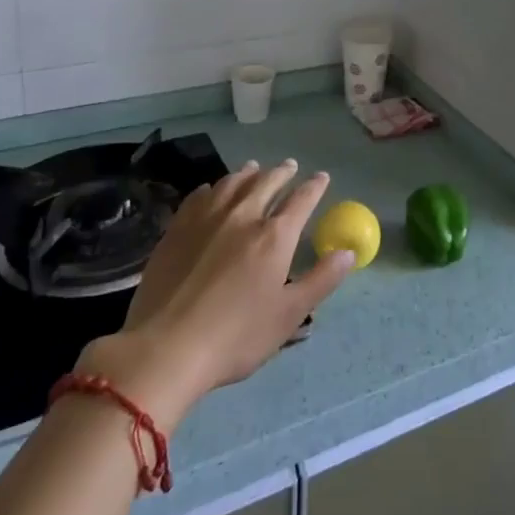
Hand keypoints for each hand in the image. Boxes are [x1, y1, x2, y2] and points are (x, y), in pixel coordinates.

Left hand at [74, 159, 353, 428]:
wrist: (166, 348)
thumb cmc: (236, 336)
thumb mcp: (289, 315)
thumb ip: (321, 280)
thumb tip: (349, 252)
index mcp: (275, 236)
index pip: (301, 200)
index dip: (315, 187)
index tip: (322, 177)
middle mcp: (244, 216)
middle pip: (267, 183)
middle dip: (282, 172)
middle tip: (290, 166)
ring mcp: (207, 219)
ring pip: (233, 183)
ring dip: (249, 173)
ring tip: (254, 168)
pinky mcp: (177, 229)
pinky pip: (200, 196)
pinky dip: (214, 187)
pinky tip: (213, 190)